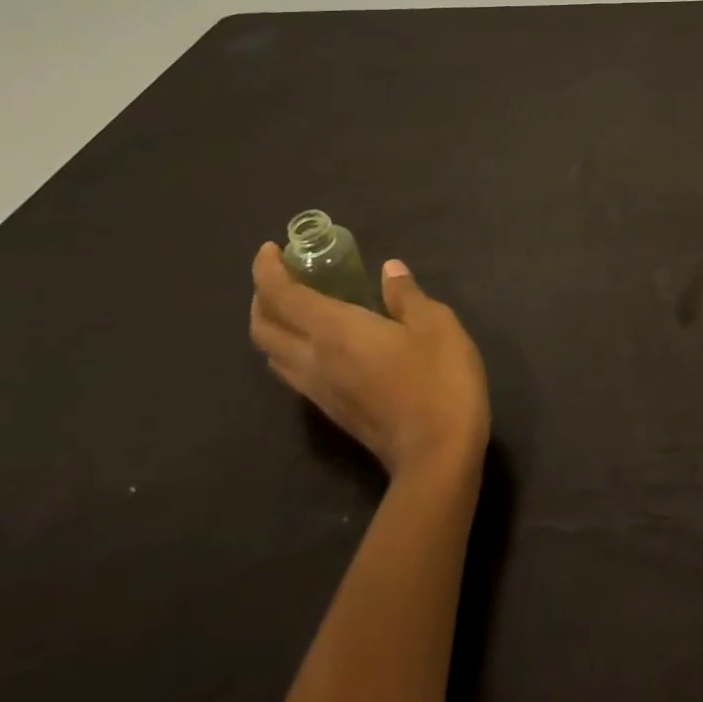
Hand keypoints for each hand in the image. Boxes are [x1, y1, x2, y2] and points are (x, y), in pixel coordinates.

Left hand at [251, 246, 490, 477]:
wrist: (436, 452)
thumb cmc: (440, 378)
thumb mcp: (436, 324)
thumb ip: (406, 295)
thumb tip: (389, 270)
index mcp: (336, 332)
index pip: (283, 297)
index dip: (268, 271)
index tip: (270, 249)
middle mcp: (314, 360)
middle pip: (264, 328)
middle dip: (262, 296)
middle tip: (283, 273)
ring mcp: (318, 391)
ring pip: (273, 353)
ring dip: (272, 323)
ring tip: (297, 302)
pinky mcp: (330, 410)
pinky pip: (291, 370)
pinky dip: (290, 344)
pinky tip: (320, 338)